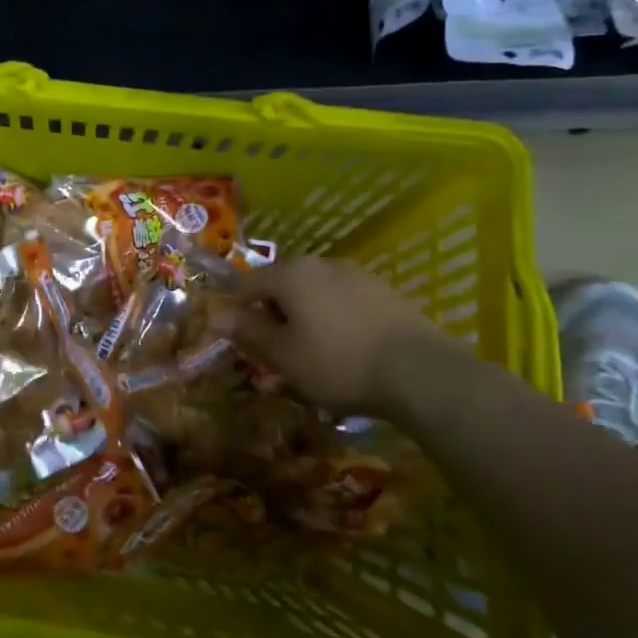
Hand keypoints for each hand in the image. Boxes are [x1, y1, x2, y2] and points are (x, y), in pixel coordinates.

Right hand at [214, 255, 456, 414]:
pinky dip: (332, 320)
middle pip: (282, 285)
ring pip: (314, 293)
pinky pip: (342, 302)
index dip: (234, 310)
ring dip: (302, 317)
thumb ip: (248, 332)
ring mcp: (357, 276)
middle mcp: (322, 264)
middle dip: (270, 314)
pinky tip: (341, 350)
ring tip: (307, 354)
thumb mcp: (284, 354)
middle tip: (270, 350)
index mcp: (291, 274)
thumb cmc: (338, 362)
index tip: (233, 339)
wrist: (421, 373)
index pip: (246, 284)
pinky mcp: (385, 293)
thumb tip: (215, 317)